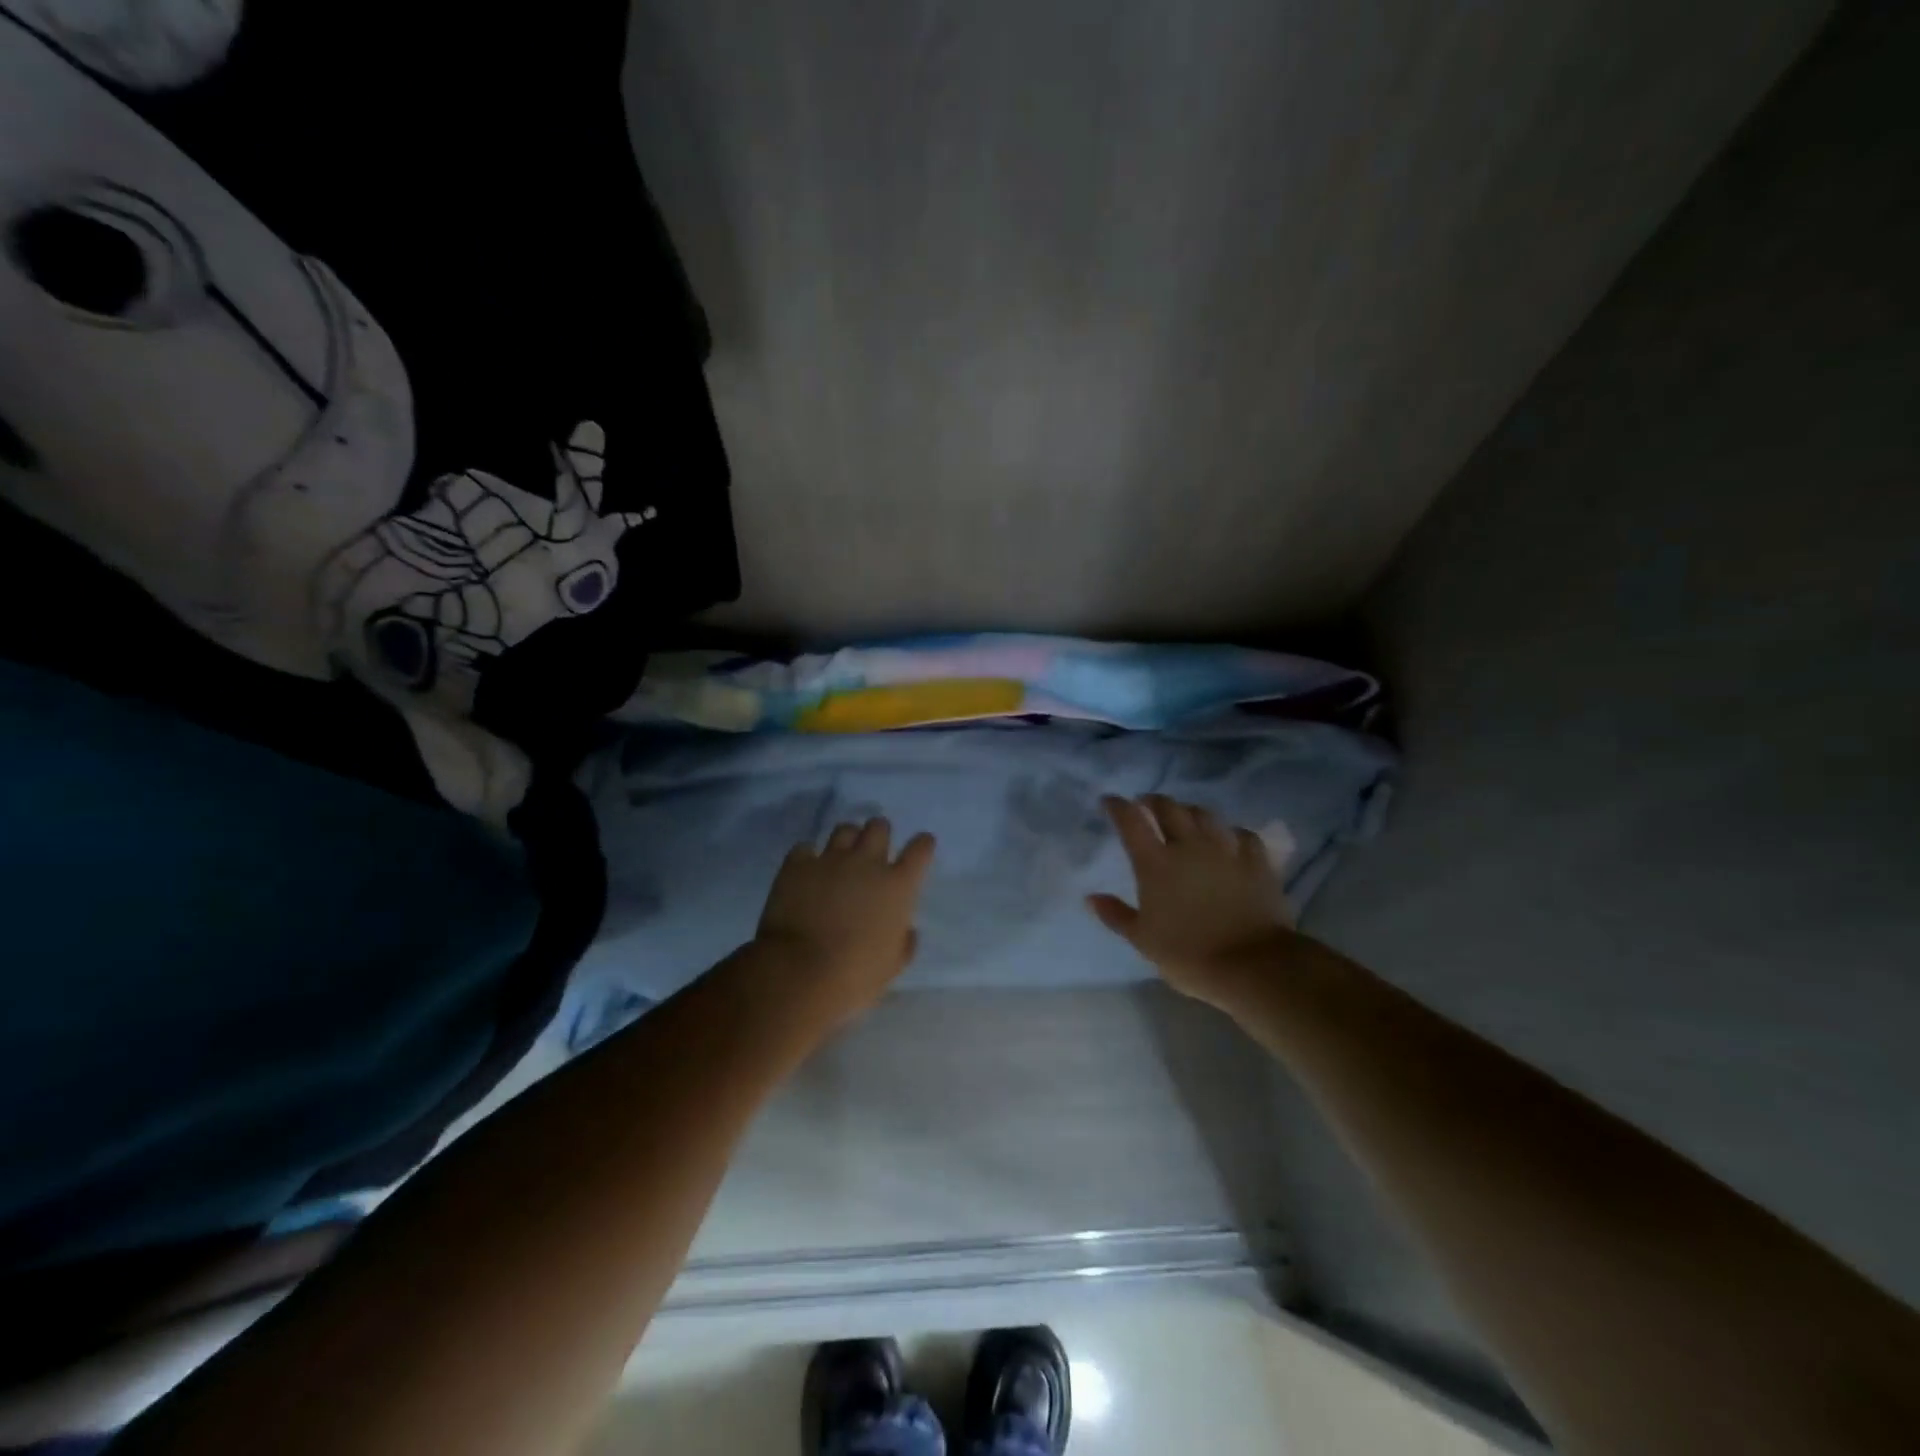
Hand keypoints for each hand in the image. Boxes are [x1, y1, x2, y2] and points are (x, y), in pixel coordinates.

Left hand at [753, 817, 936, 1031]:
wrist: (799, 972)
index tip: (921, 846)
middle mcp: (867, 863)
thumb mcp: (892, 966)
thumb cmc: (855, 976)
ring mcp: (830, 859)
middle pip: (879, 828)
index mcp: (898, 886)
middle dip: (879, 833)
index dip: (922, 845)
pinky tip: (807, 870)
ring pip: (844, 830)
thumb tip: (907, 930)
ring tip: (841, 856)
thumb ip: (904, 942)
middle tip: (873, 849)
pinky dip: (808, 856)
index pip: (920, 849)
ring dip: (847, 839)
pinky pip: (805, 848)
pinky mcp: (797, 865)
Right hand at [1087, 794, 1295, 1007]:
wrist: (1252, 965)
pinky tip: (1229, 838)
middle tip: (1146, 804)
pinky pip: (1243, 833)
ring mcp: (1226, 850)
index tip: (1109, 801)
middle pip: (1169, 807)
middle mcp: (1189, 846)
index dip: (1117, 806)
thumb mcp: (1143, 940)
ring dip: (1189, 811)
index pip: (1131, 821)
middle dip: (1153, 801)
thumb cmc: (1189, 955)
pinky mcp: (1256, 861)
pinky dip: (1231, 832)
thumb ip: (1116, 915)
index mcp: (1155, 863)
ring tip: (1185, 817)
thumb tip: (1091, 897)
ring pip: (1205, 814)